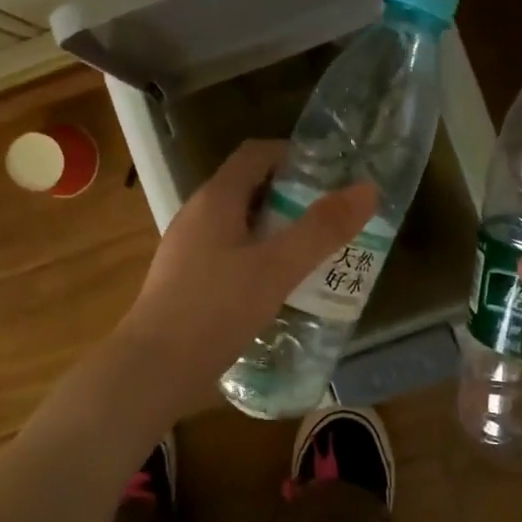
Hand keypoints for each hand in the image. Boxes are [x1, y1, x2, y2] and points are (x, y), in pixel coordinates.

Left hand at [116, 140, 376, 411]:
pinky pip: (229, 253)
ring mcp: (188, 248)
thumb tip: (367, 188)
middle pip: (249, 187)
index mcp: (216, 199)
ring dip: (277, 229)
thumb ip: (322, 229)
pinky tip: (279, 286)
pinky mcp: (186, 280)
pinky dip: (258, 257)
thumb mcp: (277, 268)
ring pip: (240, 224)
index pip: (255, 153)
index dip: (293, 154)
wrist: (154, 368)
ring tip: (315, 251)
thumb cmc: (216, 309)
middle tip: (332, 216)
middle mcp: (197, 215)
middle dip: (292, 196)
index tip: (331, 173)